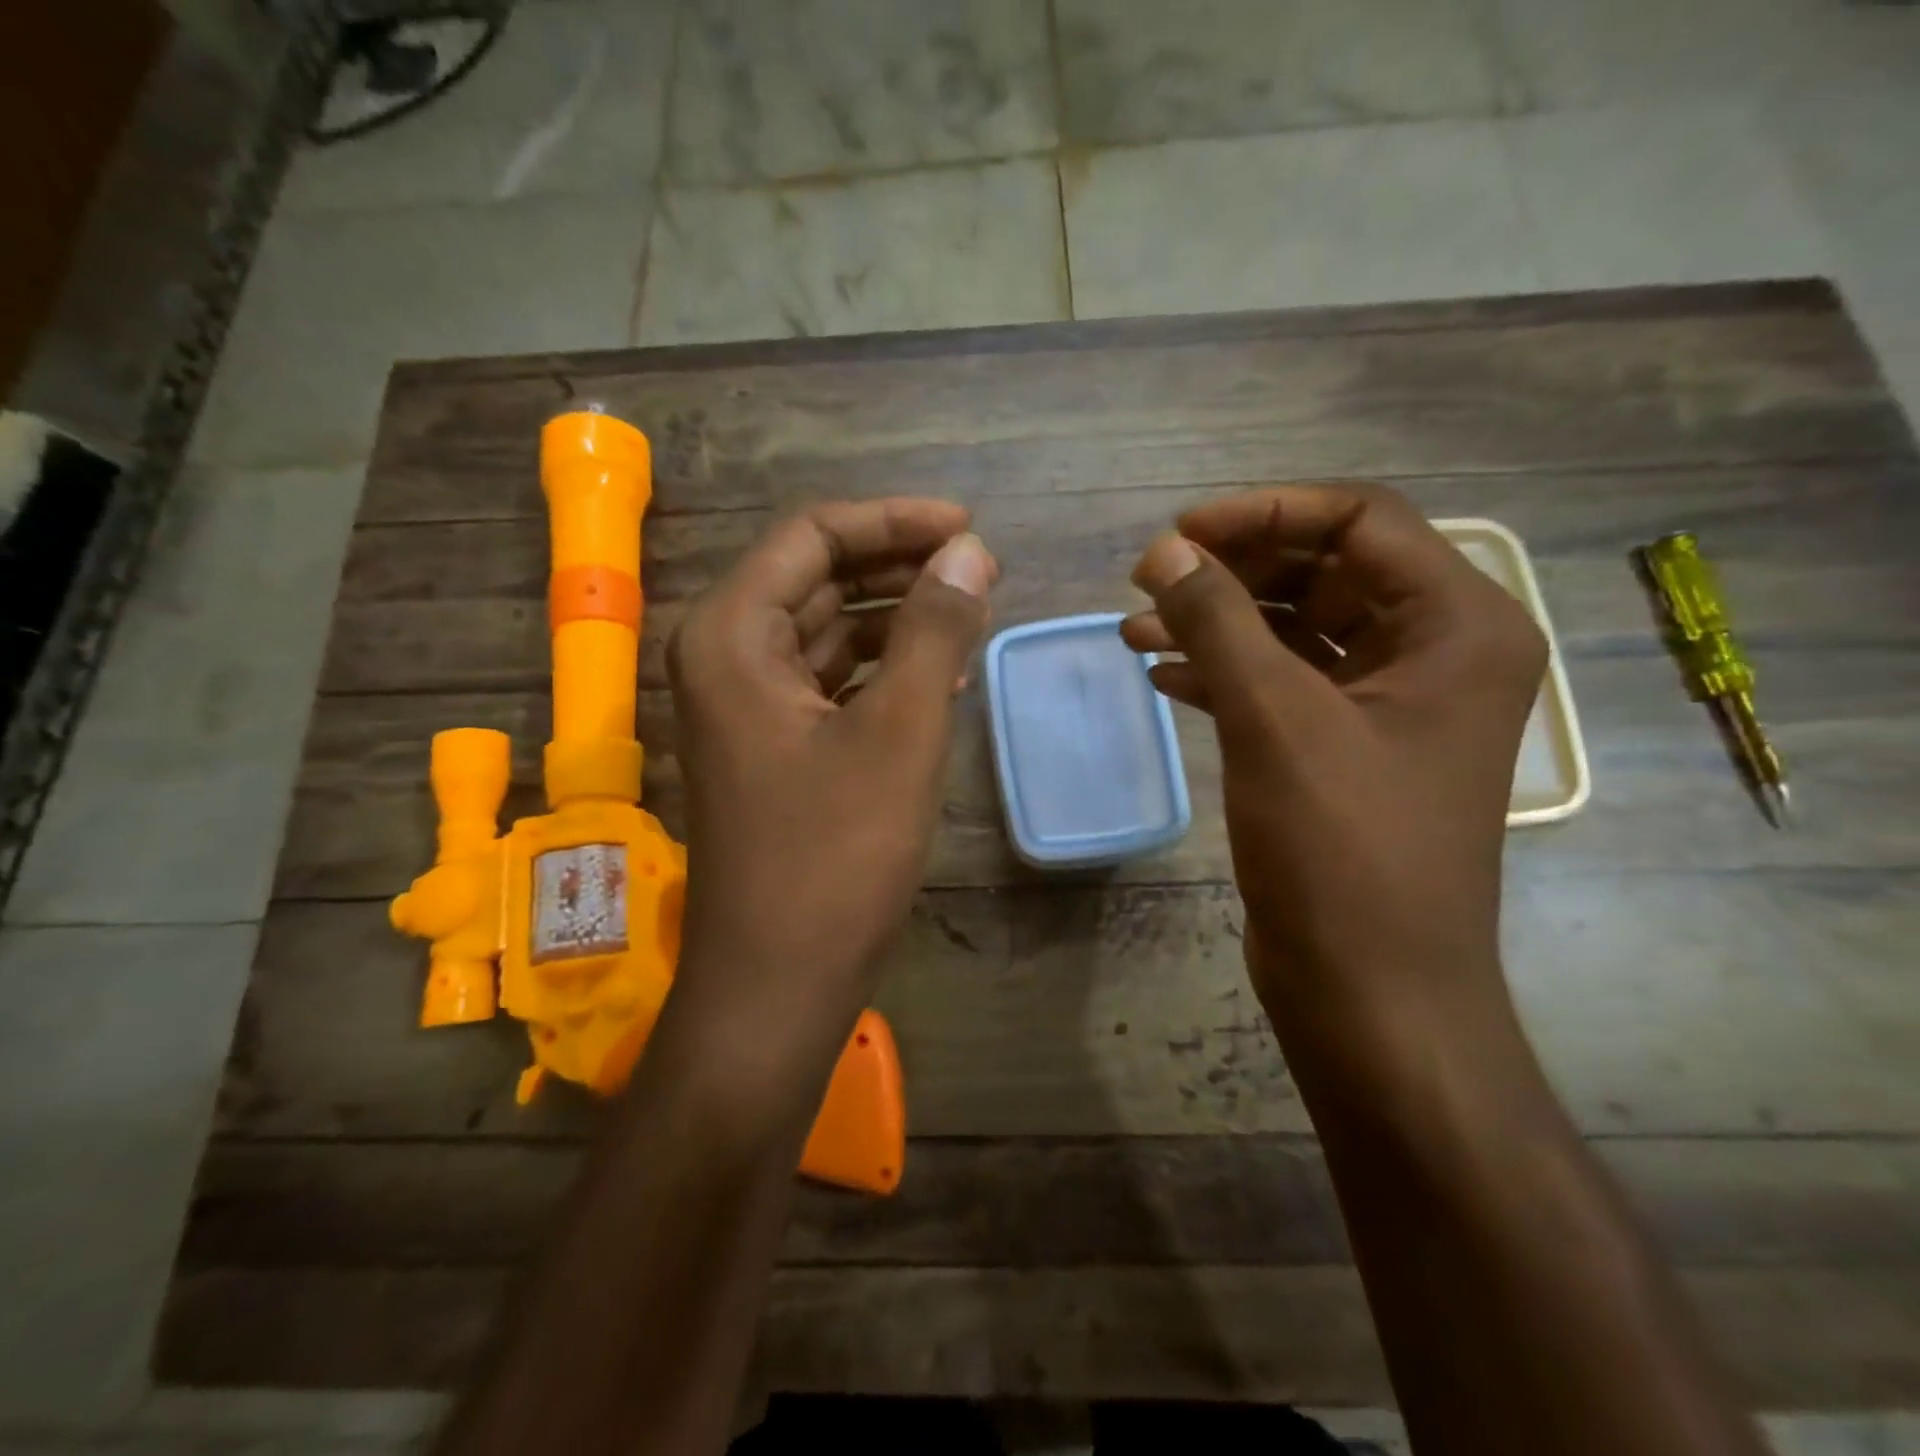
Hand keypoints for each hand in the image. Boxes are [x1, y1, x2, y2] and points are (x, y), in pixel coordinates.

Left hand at [667, 499, 995, 1050]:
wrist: (779, 982)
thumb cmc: (834, 856)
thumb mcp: (899, 732)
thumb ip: (935, 631)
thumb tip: (970, 552)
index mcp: (733, 635)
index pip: (813, 537)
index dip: (894, 521)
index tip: (968, 528)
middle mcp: (727, 657)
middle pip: (819, 578)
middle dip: (901, 568)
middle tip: (982, 570)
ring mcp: (748, 705)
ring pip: (830, 631)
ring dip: (899, 619)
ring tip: (973, 615)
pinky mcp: (775, 746)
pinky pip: (833, 682)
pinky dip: (886, 670)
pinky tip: (943, 674)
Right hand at [1122, 485, 1546, 1066]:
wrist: (1371, 989)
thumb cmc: (1342, 850)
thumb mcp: (1275, 719)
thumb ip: (1218, 621)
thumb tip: (1163, 550)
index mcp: (1457, 625)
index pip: (1360, 521)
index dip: (1263, 513)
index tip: (1176, 535)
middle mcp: (1434, 651)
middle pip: (1323, 569)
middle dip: (1231, 568)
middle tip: (1148, 579)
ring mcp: (1387, 702)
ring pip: (1294, 627)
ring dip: (1217, 622)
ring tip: (1136, 629)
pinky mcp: (1344, 746)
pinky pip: (1282, 682)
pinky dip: (1223, 671)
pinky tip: (1163, 675)